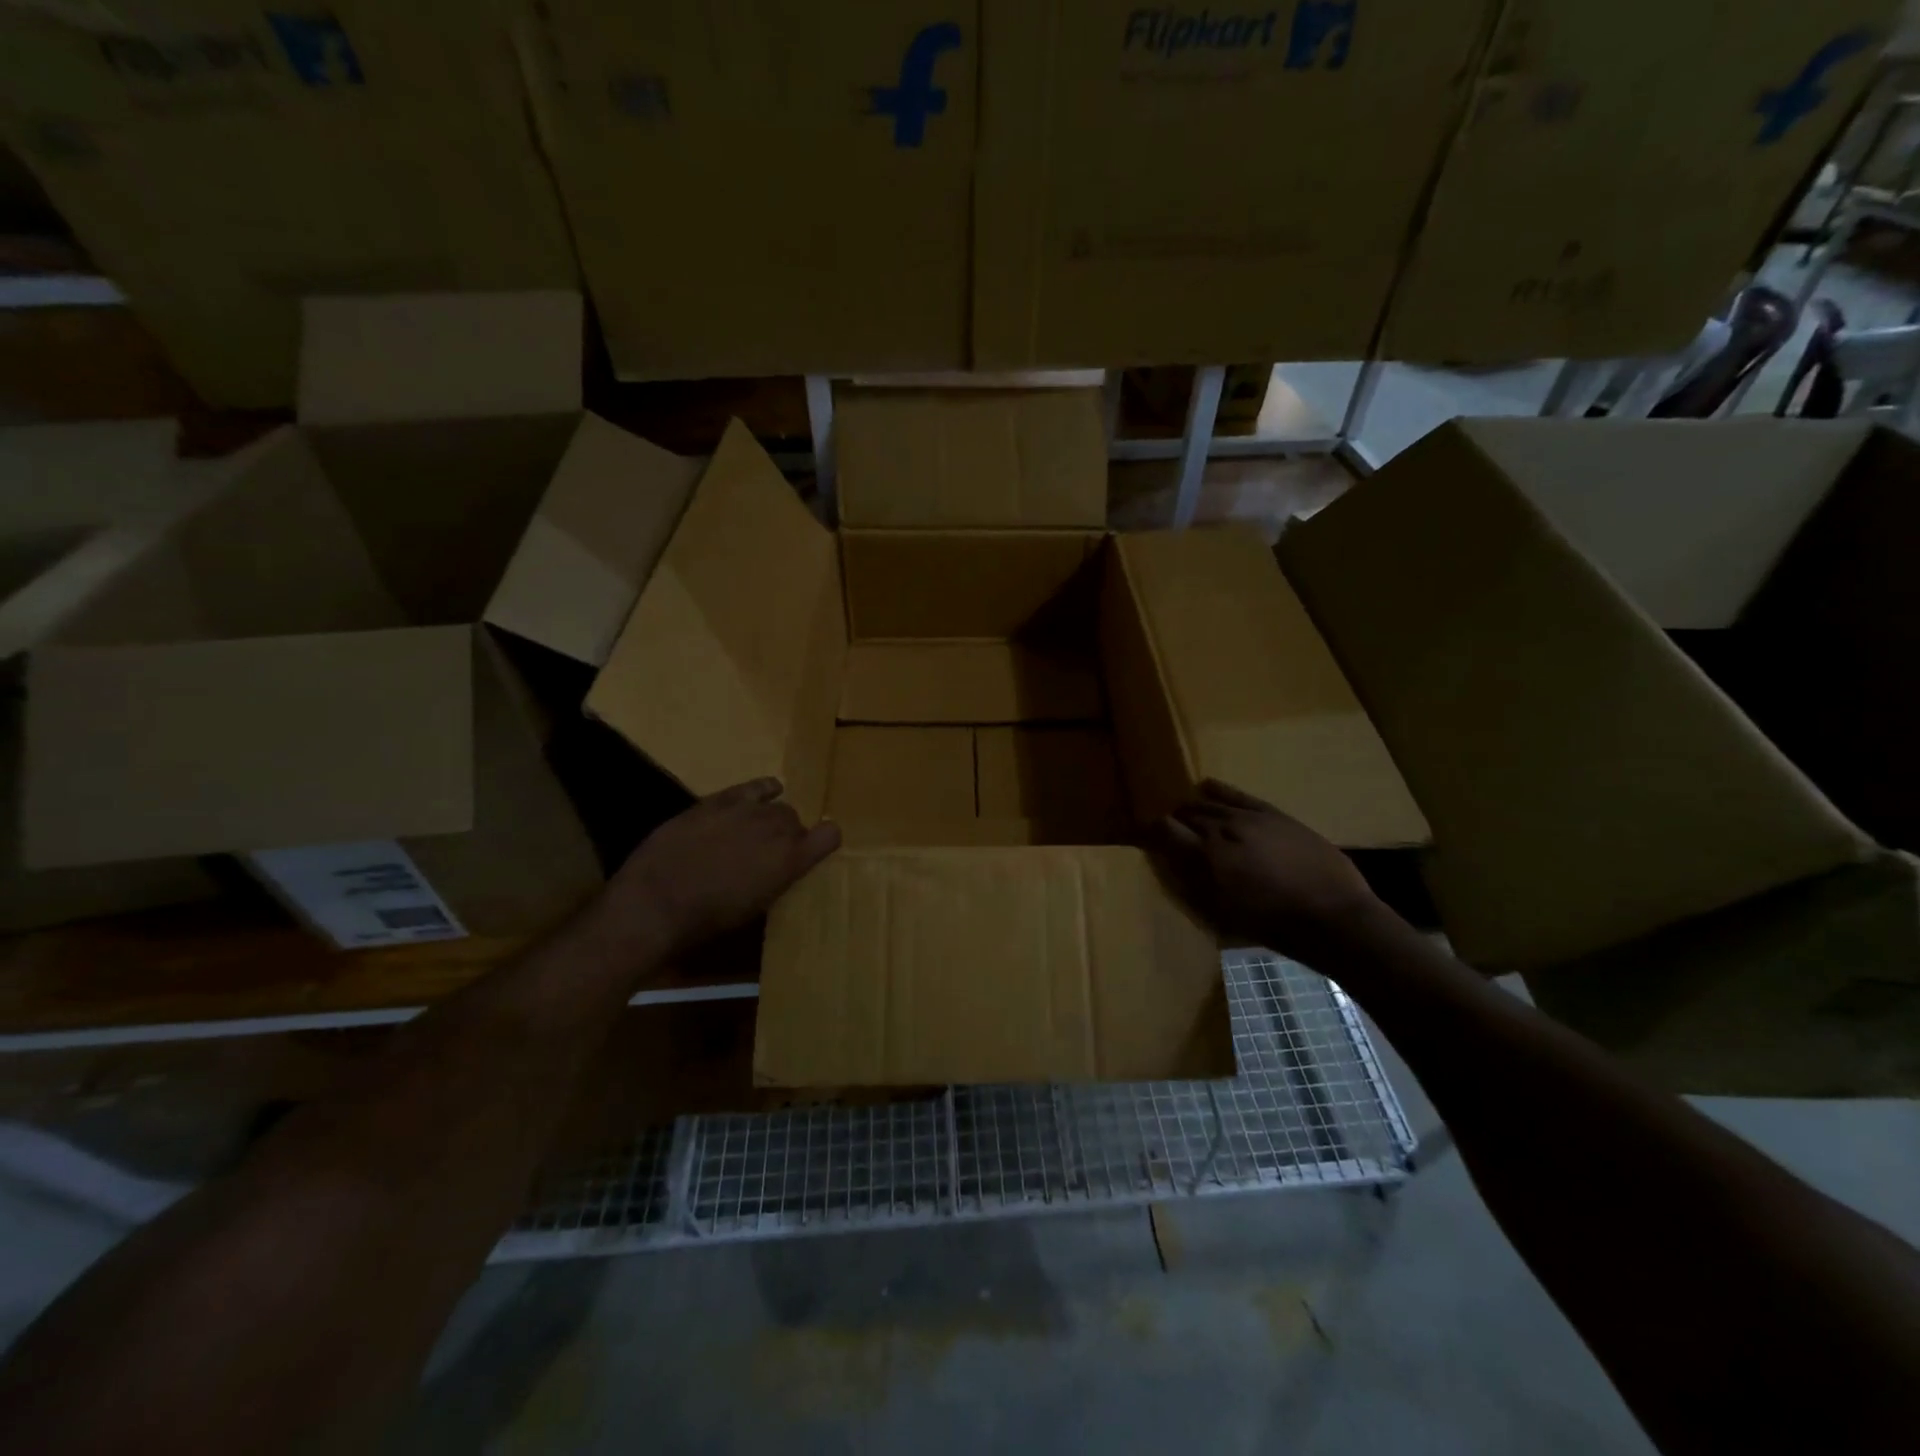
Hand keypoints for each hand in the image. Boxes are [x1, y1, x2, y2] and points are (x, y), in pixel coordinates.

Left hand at [599, 778, 839, 963]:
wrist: (657, 900)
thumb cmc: (709, 919)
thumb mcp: (755, 907)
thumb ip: (777, 880)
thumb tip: (779, 870)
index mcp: (791, 860)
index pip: (830, 835)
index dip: (825, 841)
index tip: (815, 851)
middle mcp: (777, 828)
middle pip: (797, 821)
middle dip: (789, 835)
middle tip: (770, 853)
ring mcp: (748, 809)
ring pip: (777, 804)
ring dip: (772, 817)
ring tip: (756, 831)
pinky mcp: (720, 799)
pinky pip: (755, 786)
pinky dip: (764, 790)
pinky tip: (764, 793)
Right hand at [1156, 779, 1386, 966]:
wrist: (1332, 916)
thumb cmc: (1273, 926)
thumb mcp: (1221, 915)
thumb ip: (1193, 886)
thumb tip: (1170, 864)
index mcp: (1205, 857)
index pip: (1164, 831)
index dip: (1151, 832)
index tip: (1145, 837)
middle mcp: (1221, 829)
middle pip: (1186, 814)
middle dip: (1173, 821)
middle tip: (1170, 832)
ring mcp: (1248, 818)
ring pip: (1209, 804)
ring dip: (1193, 808)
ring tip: (1188, 814)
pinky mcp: (1273, 814)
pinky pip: (1237, 794)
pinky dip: (1218, 789)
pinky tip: (1206, 785)